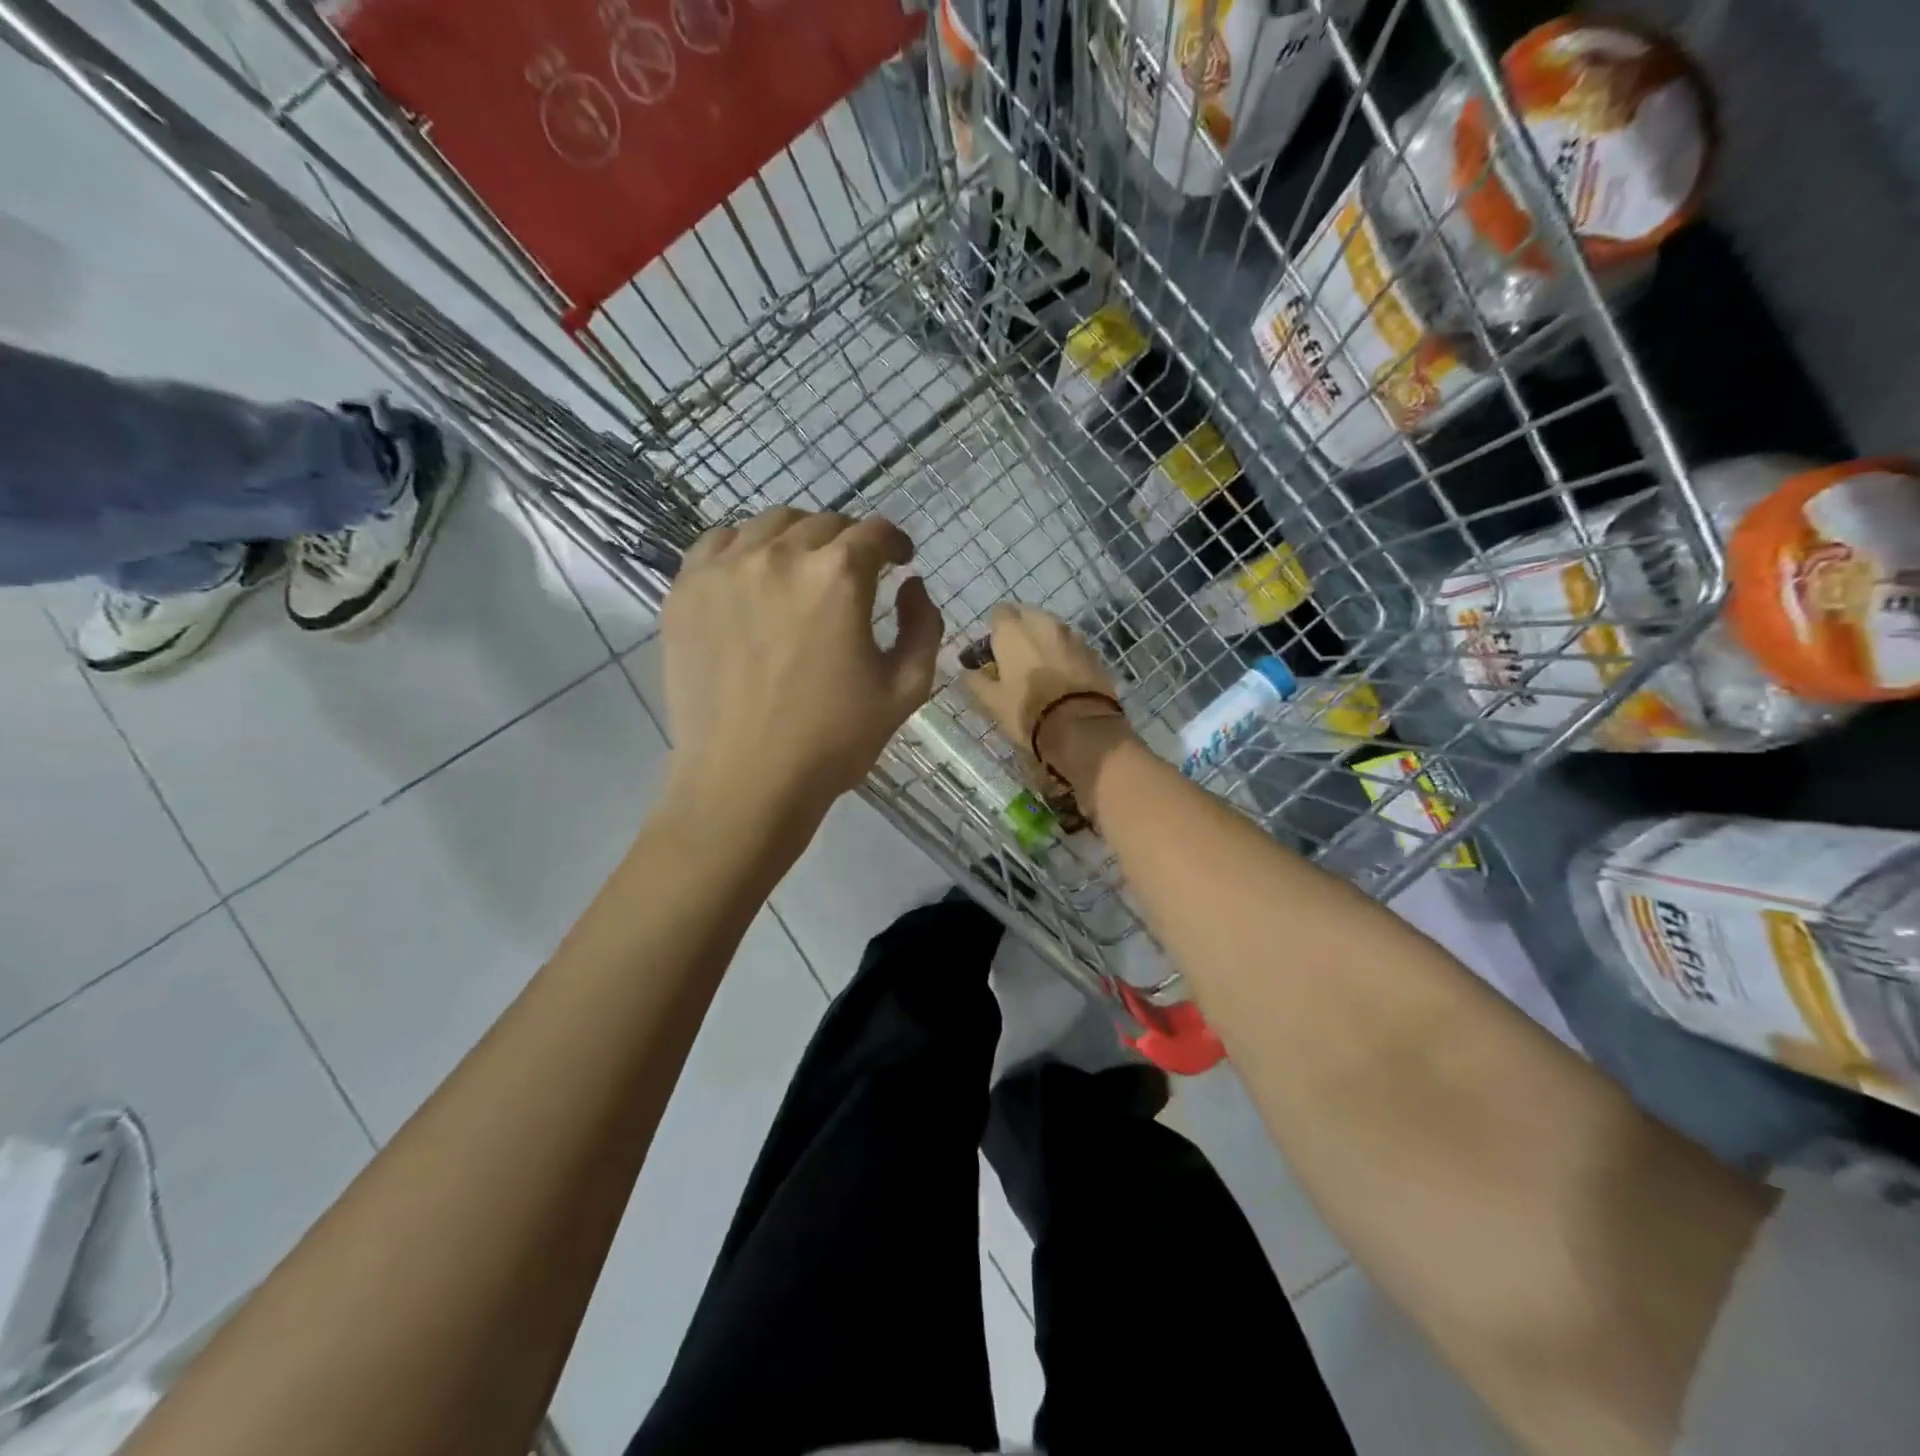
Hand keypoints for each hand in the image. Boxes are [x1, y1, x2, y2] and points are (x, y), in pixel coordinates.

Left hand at [662, 507, 942, 819]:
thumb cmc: (833, 741)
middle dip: (849, 542)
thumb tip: (911, 586)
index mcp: (838, 577)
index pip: (874, 533)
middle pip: (823, 523)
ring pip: (769, 525)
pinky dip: (744, 548)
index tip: (899, 560)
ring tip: (802, 570)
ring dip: (798, 538)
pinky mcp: (685, 591)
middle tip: (855, 573)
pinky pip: (717, 544)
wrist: (745, 781)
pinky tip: (752, 576)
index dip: (894, 542)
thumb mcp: (906, 689)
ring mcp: (724, 569)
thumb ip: (924, 627)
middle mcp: (779, 556)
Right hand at [959, 604, 1128, 789]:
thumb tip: (968, 669)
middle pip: (1027, 615)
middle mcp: (1044, 623)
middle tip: (1014, 659)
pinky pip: (1071, 645)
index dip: (993, 632)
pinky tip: (1061, 677)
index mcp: (1014, 630)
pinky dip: (1063, 654)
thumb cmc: (1027, 711)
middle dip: (1019, 631)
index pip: (999, 613)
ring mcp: (1072, 636)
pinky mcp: (1093, 652)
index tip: (991, 653)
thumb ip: (975, 680)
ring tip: (1039, 668)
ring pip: (1052, 628)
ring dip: (1043, 641)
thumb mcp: (991, 701)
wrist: (1081, 727)